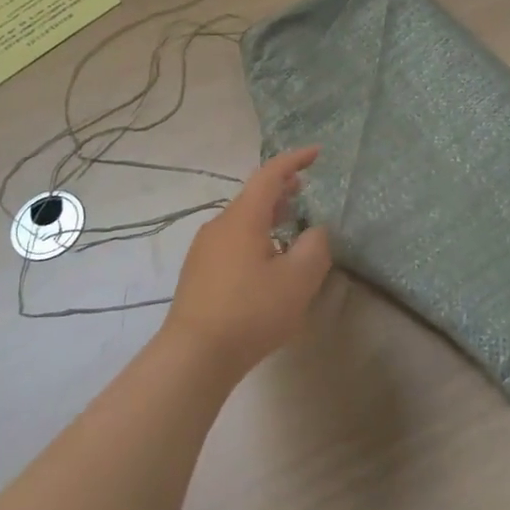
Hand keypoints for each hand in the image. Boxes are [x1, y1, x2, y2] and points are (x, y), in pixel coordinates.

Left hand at [165, 146, 332, 379]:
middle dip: (281, 189)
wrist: (193, 356)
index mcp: (243, 217)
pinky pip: (232, 241)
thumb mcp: (298, 280)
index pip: (270, 175)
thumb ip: (315, 247)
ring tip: (290, 225)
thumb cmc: (250, 311)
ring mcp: (204, 249)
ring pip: (242, 220)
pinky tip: (266, 263)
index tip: (316, 153)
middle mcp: (220, 225)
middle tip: (304, 189)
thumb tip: (316, 231)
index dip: (294, 160)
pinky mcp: (198, 273)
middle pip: (253, 197)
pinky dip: (255, 237)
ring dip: (268, 216)